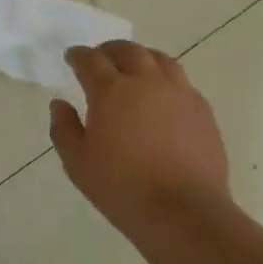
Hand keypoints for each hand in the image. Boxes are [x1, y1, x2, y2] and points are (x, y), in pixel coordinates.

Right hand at [49, 41, 229, 235]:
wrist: (184, 212)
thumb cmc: (122, 188)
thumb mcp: (77, 162)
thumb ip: (63, 128)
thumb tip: (60, 104)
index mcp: (111, 91)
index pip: (91, 60)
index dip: (78, 56)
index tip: (71, 58)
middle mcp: (147, 82)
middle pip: (128, 51)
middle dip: (109, 50)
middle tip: (100, 59)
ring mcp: (180, 94)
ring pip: (160, 60)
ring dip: (141, 58)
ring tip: (133, 70)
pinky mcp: (203, 111)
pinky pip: (181, 82)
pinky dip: (165, 79)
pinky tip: (161, 97)